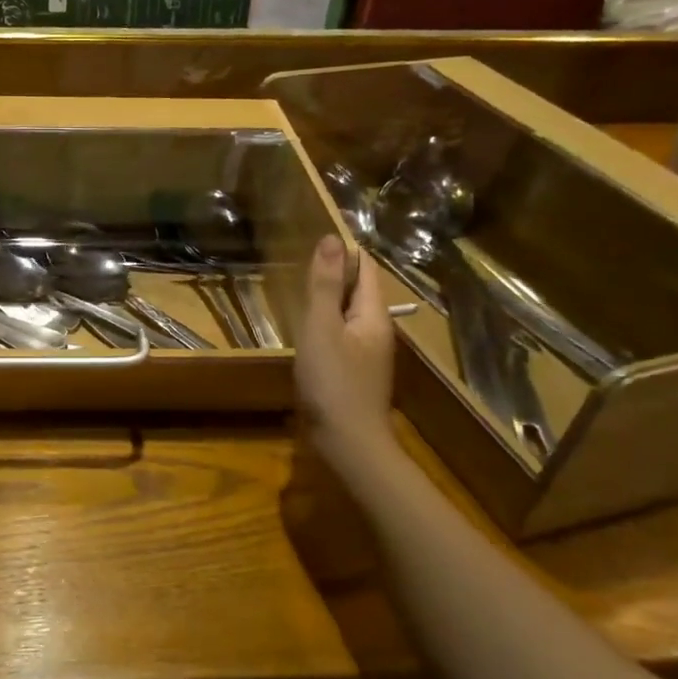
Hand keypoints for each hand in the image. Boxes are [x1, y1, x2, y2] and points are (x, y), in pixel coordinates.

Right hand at [294, 235, 396, 455]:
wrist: (348, 444)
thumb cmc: (333, 382)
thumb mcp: (322, 328)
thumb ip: (326, 285)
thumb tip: (332, 238)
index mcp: (373, 315)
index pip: (366, 269)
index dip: (346, 250)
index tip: (318, 234)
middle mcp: (376, 331)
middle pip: (360, 291)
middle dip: (337, 272)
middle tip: (302, 256)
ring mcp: (367, 355)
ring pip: (349, 315)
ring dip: (330, 299)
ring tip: (300, 286)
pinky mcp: (354, 374)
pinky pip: (341, 336)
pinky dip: (325, 324)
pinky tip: (306, 330)